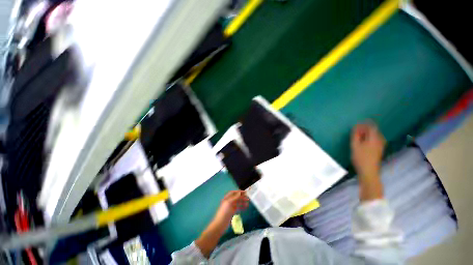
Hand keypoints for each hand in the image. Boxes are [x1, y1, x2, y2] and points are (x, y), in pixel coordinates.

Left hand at [214, 190, 248, 225]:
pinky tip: (245, 207)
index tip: (245, 192)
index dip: (239, 192)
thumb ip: (235, 197)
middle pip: (236, 197)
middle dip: (242, 197)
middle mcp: (229, 201)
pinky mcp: (232, 212)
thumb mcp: (229, 203)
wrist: (220, 223)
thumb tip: (240, 192)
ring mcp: (230, 207)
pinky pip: (237, 207)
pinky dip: (241, 207)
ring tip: (248, 202)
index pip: (233, 192)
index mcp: (227, 198)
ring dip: (242, 201)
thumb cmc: (224, 212)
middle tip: (248, 197)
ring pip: (237, 202)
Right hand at [351, 123, 385, 178]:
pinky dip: (369, 138)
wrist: (368, 171)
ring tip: (359, 135)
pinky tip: (364, 141)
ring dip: (367, 133)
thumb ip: (355, 136)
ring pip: (375, 135)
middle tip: (356, 129)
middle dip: (366, 128)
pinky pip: (375, 140)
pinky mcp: (379, 150)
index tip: (358, 123)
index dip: (365, 124)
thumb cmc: (360, 157)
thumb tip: (356, 128)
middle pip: (374, 131)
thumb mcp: (355, 145)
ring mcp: (380, 146)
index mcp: (374, 138)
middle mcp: (380, 140)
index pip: (372, 127)